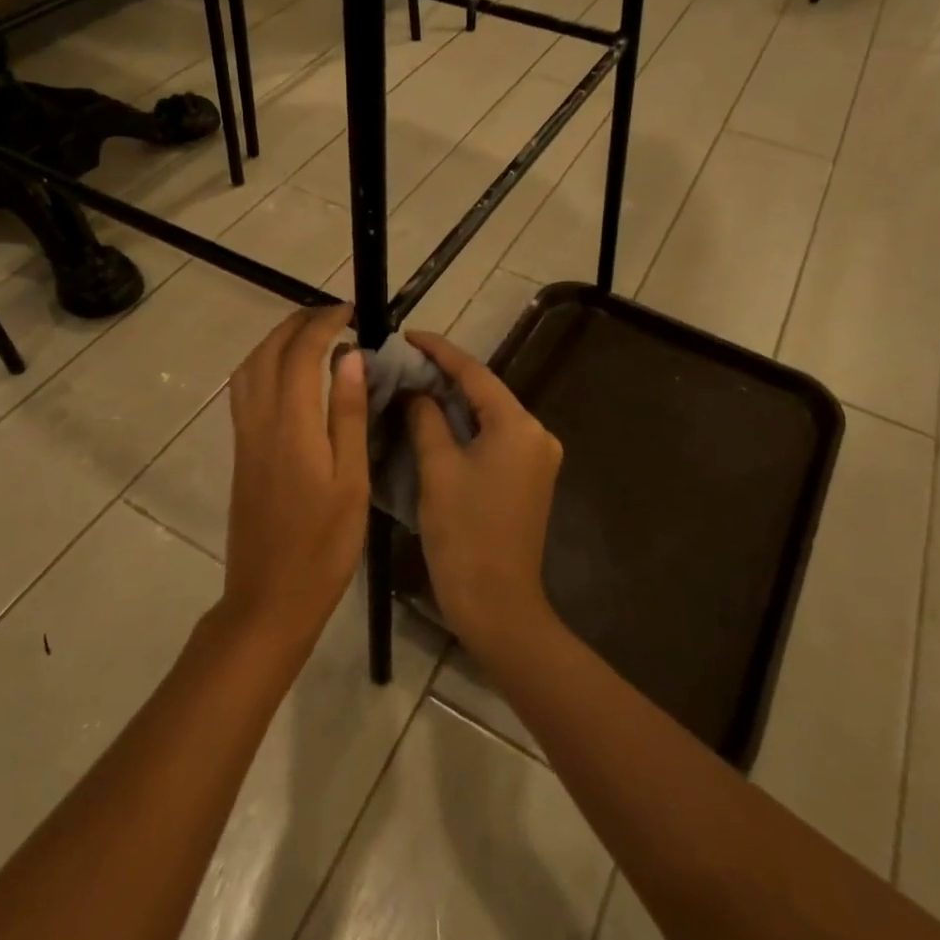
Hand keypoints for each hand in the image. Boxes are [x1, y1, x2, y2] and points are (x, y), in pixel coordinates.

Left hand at [221, 306, 369, 657]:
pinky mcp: (240, 453)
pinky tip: (286, 376)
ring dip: (275, 340)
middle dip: (297, 323)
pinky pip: (244, 390)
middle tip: (332, 316)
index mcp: (292, 424)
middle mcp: (260, 420)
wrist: (269, 598)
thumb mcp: (350, 481)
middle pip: (268, 352)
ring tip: (310, 337)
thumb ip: (347, 415)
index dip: (323, 324)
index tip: (350, 312)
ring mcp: (245, 436)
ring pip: (249, 368)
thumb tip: (350, 357)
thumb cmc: (323, 546)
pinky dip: (263, 365)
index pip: (302, 353)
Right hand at [405, 332, 562, 658]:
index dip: (439, 351)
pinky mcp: (528, 479)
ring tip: (412, 385)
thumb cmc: (464, 533)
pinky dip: (465, 427)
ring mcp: (536, 458)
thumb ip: (426, 418)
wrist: (497, 604)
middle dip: (445, 375)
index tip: (407, 335)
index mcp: (518, 426)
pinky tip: (434, 421)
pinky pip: (493, 438)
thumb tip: (416, 391)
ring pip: (488, 416)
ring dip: (453, 402)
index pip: (474, 373)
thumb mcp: (438, 468)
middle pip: (485, 392)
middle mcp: (536, 434)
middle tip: (403, 362)